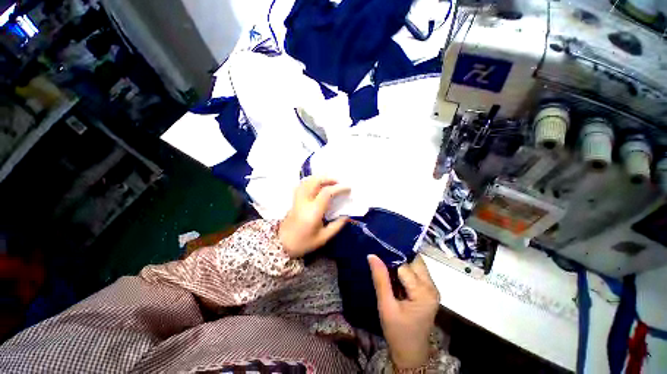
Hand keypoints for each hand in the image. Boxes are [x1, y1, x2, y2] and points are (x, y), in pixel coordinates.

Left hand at [279, 176, 349, 257]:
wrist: (282, 245)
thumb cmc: (303, 243)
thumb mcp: (323, 238)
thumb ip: (336, 226)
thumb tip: (347, 216)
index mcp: (313, 211)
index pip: (327, 193)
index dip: (339, 188)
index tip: (348, 188)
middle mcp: (304, 202)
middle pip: (315, 182)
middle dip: (328, 179)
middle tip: (338, 182)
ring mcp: (297, 200)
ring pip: (307, 181)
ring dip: (319, 178)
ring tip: (329, 181)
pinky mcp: (294, 200)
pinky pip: (301, 185)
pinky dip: (310, 181)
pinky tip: (316, 184)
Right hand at [368, 254, 439, 369]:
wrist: (410, 353)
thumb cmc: (397, 332)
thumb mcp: (385, 306)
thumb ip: (380, 279)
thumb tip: (372, 255)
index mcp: (423, 292)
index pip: (404, 266)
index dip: (390, 261)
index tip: (377, 258)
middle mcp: (432, 287)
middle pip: (415, 261)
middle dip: (398, 258)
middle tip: (381, 259)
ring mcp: (432, 289)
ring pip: (416, 264)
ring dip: (401, 263)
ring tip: (385, 266)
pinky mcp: (428, 291)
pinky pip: (416, 272)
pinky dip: (405, 269)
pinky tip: (393, 274)